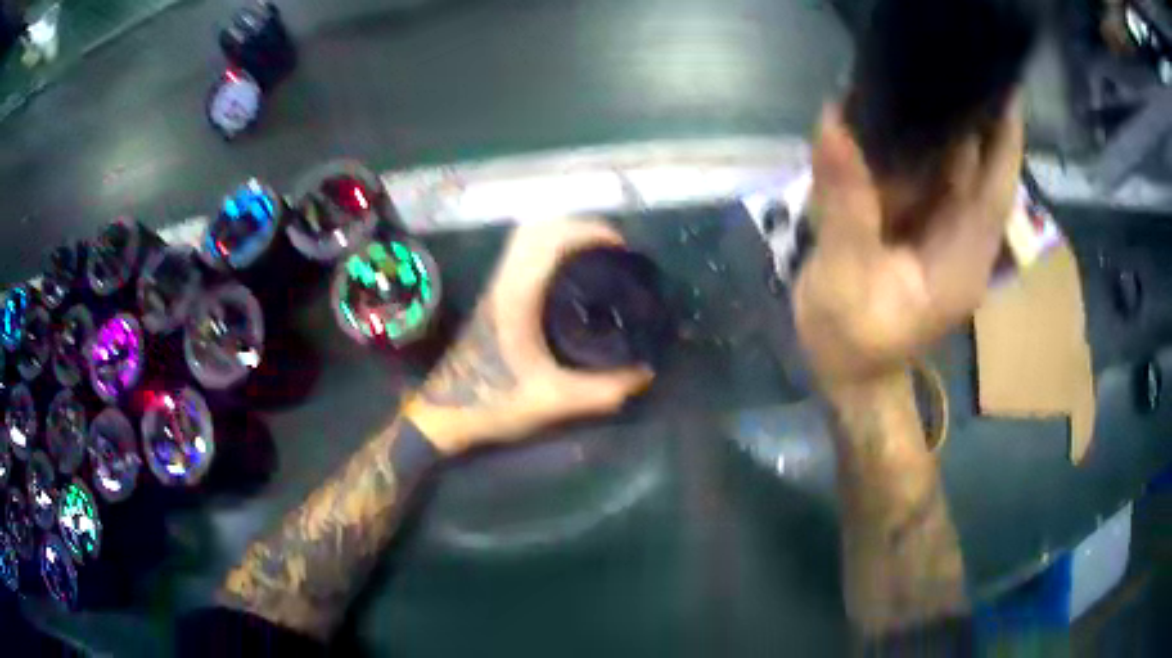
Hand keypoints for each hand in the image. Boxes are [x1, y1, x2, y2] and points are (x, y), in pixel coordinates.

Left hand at [405, 219, 654, 453]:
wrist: (445, 413)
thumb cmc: (493, 401)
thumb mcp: (554, 400)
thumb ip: (603, 390)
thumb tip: (646, 374)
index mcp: (517, 295)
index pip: (550, 238)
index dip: (588, 231)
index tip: (621, 247)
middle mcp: (505, 281)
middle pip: (539, 228)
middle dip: (579, 228)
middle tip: (613, 252)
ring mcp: (497, 287)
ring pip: (528, 240)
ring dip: (564, 237)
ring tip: (599, 260)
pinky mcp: (496, 298)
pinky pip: (524, 257)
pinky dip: (552, 252)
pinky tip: (574, 280)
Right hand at [794, 97, 1023, 387]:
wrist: (846, 373)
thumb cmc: (852, 341)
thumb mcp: (846, 278)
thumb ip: (846, 204)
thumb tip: (835, 123)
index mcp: (961, 259)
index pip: (995, 190)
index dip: (1005, 139)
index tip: (1006, 87)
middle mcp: (961, 241)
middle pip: (976, 170)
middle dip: (969, 115)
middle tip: (950, 56)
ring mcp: (941, 234)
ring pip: (950, 169)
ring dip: (939, 124)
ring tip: (921, 70)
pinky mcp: (920, 229)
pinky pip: (924, 177)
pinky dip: (912, 144)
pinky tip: (892, 111)